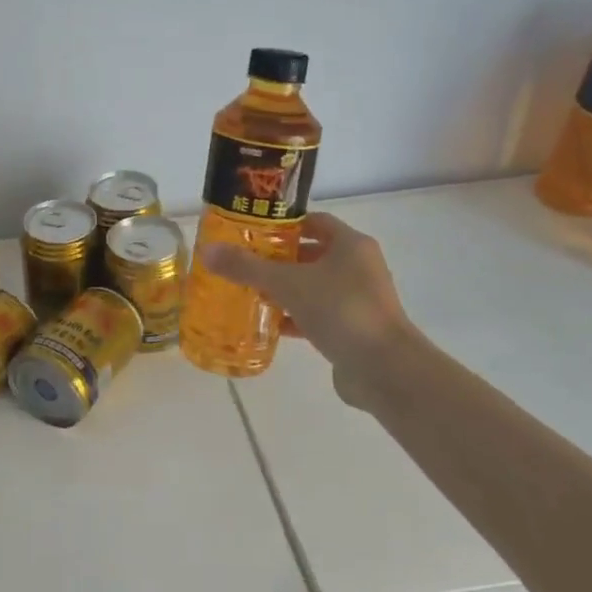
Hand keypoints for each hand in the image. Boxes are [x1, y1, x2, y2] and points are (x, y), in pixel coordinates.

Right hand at [202, 213, 414, 404]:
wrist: (384, 369)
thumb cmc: (340, 311)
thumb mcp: (287, 284)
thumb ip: (247, 267)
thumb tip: (207, 251)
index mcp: (351, 245)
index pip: (314, 222)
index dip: (284, 224)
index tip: (252, 232)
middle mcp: (359, 267)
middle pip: (312, 254)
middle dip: (278, 258)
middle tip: (244, 262)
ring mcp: (358, 300)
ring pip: (314, 287)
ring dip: (285, 290)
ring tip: (248, 292)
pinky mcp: (353, 329)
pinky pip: (317, 315)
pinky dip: (294, 317)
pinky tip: (268, 324)